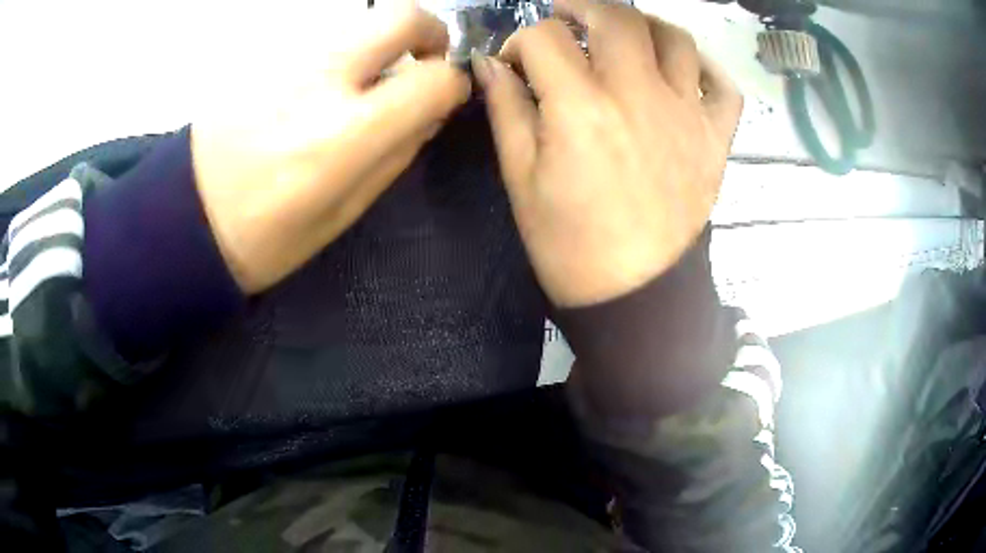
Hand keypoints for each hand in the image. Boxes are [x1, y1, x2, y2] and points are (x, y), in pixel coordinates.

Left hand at [191, 4, 469, 293]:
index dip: (452, 84)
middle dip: (429, 32)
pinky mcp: (264, 56)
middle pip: (401, 16)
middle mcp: (319, 81)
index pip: (432, 79)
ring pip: (361, 21)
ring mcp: (287, 60)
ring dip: (380, 45)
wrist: (185, 217)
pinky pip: (323, 38)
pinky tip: (320, 88)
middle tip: (423, 60)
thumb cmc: (265, 236)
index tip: (444, 96)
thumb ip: (394, 156)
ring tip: (365, 83)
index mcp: (342, 137)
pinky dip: (341, 53)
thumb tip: (429, 114)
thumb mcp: (340, 215)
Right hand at [473, 0, 741, 306]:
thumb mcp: (521, 180)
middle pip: (617, 17)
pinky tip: (682, 73)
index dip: (520, 42)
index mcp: (581, 108)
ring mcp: (687, 115)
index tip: (514, 63)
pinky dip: (705, 69)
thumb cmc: (569, 246)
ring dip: (644, 25)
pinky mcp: (716, 139)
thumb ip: (507, 111)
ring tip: (625, 36)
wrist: (636, 295)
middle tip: (566, 17)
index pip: (544, 38)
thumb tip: (491, 65)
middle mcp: (640, 96)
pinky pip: (724, 87)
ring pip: (676, 38)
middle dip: (581, 7)